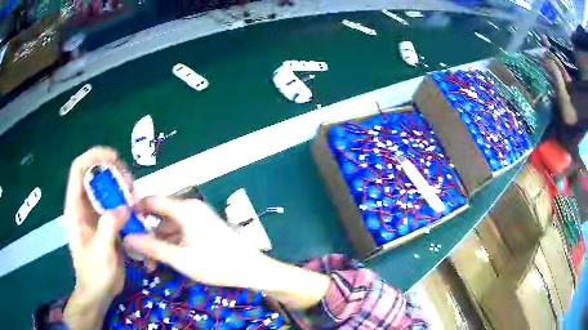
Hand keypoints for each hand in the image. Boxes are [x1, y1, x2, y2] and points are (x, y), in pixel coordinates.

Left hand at [63, 147, 132, 329]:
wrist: (98, 291)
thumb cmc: (94, 273)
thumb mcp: (100, 252)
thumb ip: (108, 227)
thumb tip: (124, 206)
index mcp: (75, 208)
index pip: (79, 169)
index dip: (94, 156)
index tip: (114, 158)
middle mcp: (84, 205)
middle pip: (95, 173)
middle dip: (113, 171)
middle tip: (130, 184)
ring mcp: (95, 213)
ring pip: (106, 186)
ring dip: (121, 185)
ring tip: (135, 196)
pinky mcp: (106, 221)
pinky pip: (115, 202)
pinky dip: (126, 200)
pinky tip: (135, 208)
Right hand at [125, 196, 262, 287]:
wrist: (252, 269)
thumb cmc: (216, 264)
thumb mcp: (180, 259)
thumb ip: (152, 247)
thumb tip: (126, 238)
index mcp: (184, 209)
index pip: (151, 200)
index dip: (135, 210)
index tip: (123, 225)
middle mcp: (190, 208)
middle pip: (160, 215)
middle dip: (147, 233)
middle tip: (138, 253)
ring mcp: (199, 217)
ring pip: (170, 225)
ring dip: (159, 241)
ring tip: (152, 264)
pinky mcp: (204, 227)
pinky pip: (181, 230)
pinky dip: (172, 242)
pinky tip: (167, 259)